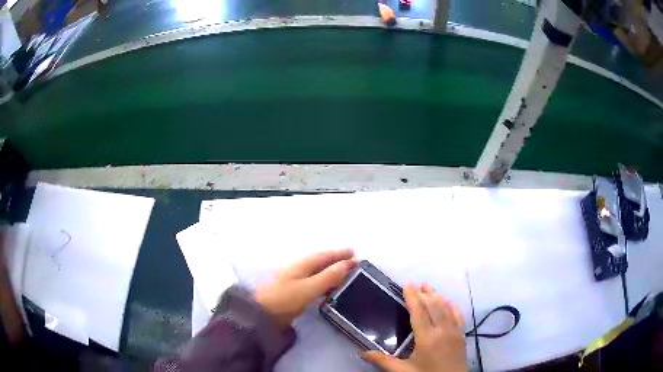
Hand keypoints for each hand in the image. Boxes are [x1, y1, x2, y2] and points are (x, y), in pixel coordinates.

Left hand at [255, 248, 356, 329]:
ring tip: (347, 276)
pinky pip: (315, 283)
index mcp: (303, 265)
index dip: (339, 254)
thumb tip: (348, 263)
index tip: (355, 253)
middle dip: (337, 261)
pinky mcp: (294, 292)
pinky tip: (330, 290)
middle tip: (354, 264)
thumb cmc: (286, 298)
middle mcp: (300, 269)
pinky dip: (325, 283)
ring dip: (332, 272)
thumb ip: (329, 276)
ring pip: (318, 273)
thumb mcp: (309, 288)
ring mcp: (296, 281)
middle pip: (322, 262)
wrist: (263, 314)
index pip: (325, 256)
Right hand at [363, 283, 466, 371]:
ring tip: (428, 287)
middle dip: (424, 293)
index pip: (419, 312)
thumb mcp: (403, 371)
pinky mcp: (461, 335)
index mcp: (427, 338)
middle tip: (416, 283)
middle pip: (433, 306)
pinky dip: (452, 306)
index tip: (407, 284)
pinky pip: (458, 315)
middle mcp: (442, 330)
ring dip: (437, 296)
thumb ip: (383, 361)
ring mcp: (454, 331)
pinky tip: (448, 301)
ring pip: (446, 308)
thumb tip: (362, 353)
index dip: (412, 297)